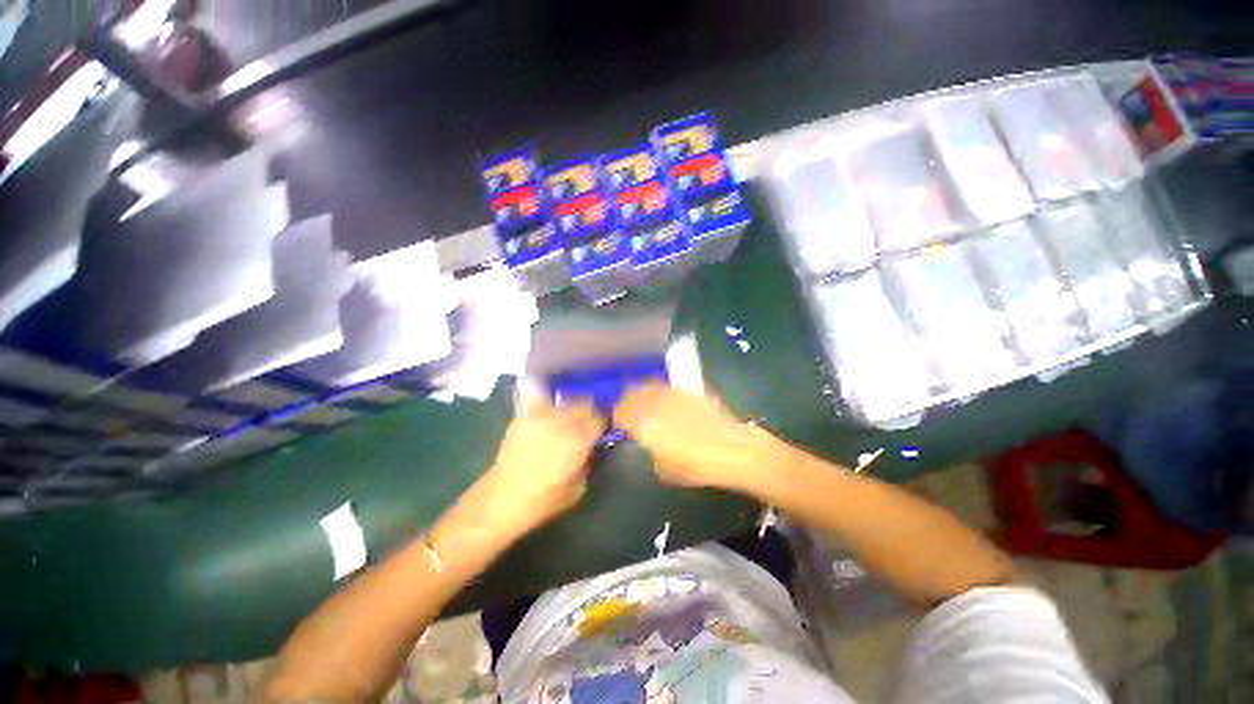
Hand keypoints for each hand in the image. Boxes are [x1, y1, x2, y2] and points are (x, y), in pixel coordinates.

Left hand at [484, 399, 605, 533]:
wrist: (502, 499)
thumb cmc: (544, 500)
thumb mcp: (579, 487)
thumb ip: (588, 462)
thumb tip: (590, 449)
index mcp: (579, 439)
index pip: (600, 419)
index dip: (602, 425)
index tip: (601, 432)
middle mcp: (562, 421)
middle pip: (584, 404)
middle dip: (589, 413)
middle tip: (587, 425)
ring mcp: (541, 416)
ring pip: (565, 402)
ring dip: (571, 409)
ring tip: (567, 422)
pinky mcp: (523, 417)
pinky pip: (542, 403)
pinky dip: (549, 408)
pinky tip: (548, 420)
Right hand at [614, 383, 774, 493]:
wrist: (733, 451)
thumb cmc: (697, 467)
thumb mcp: (665, 470)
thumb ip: (652, 453)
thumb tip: (649, 445)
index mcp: (646, 425)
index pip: (622, 412)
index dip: (618, 415)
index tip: (618, 420)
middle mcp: (656, 404)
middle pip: (633, 395)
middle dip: (626, 400)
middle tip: (626, 408)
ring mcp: (673, 395)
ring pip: (648, 386)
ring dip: (640, 391)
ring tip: (640, 397)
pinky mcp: (688, 390)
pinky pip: (667, 385)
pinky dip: (658, 388)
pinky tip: (662, 395)